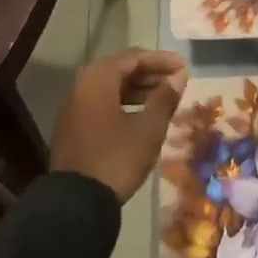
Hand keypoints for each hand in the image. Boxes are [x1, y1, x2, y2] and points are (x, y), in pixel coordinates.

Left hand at [49, 49, 187, 203]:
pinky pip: (101, 102)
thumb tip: (178, 76)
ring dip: (138, 88)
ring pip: (109, 87)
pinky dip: (124, 102)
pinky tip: (142, 114)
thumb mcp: (149, 128)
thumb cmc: (118, 158)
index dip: (161, 60)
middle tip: (176, 80)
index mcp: (98, 80)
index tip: (184, 66)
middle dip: (150, 73)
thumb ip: (164, 98)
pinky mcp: (73, 126)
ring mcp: (74, 107)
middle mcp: (81, 87)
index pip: (132, 58)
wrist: (78, 200)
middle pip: (119, 70)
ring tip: (164, 97)